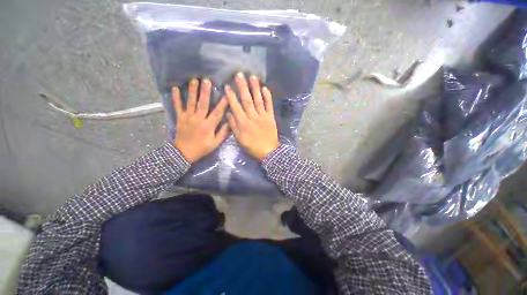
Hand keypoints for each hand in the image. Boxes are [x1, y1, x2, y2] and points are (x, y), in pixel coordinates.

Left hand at [172, 78, 229, 162]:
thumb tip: (230, 122)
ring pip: (190, 102)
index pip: (217, 113)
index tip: (227, 94)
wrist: (184, 153)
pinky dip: (176, 98)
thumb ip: (223, 133)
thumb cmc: (202, 148)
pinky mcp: (180, 118)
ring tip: (194, 80)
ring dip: (192, 91)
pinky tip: (175, 88)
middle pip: (203, 104)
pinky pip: (177, 107)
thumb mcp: (215, 143)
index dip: (223, 104)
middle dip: (205, 92)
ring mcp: (187, 117)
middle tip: (207, 80)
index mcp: (208, 126)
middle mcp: (198, 119)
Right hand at [225, 73, 278, 160]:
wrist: (268, 151)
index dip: (231, 96)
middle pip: (247, 100)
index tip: (227, 85)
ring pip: (258, 100)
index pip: (236, 106)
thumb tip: (228, 113)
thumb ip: (233, 126)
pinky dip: (268, 97)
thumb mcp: (239, 139)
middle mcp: (253, 117)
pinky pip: (269, 106)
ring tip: (252, 76)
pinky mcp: (271, 117)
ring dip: (255, 88)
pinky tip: (265, 88)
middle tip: (239, 74)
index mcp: (244, 123)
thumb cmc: (252, 146)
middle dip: (243, 87)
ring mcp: (263, 116)